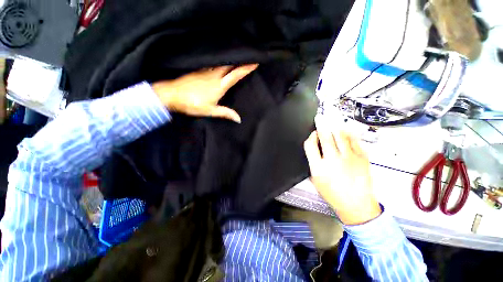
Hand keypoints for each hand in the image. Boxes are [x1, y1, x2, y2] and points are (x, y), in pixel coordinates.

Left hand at [152, 64, 258, 122]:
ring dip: (229, 62)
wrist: (172, 94)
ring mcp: (205, 72)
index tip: (254, 63)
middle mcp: (214, 76)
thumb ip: (225, 113)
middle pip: (229, 66)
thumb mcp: (210, 111)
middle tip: (247, 59)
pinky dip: (219, 64)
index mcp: (219, 86)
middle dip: (239, 62)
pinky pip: (212, 65)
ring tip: (236, 61)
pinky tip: (220, 65)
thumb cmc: (192, 104)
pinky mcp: (199, 71)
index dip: (246, 69)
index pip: (235, 75)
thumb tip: (238, 119)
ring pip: (221, 64)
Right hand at [303, 129, 381, 224]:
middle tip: (320, 118)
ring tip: (331, 122)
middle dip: (320, 125)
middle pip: (324, 137)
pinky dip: (348, 134)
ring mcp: (349, 158)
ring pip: (339, 135)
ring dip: (333, 127)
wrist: (356, 205)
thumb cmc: (333, 194)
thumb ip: (313, 163)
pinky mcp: (362, 158)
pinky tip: (345, 131)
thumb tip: (314, 149)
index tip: (312, 134)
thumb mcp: (315, 180)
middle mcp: (332, 160)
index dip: (310, 136)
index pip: (310, 145)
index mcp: (318, 167)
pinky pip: (354, 141)